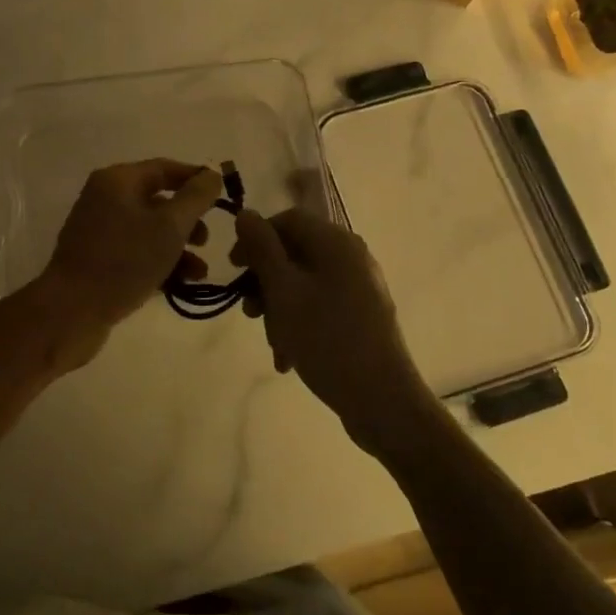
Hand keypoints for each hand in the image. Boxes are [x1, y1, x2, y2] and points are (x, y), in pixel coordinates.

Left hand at [35, 159, 223, 368]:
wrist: (71, 311)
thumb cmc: (124, 260)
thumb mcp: (169, 226)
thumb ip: (196, 197)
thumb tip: (212, 176)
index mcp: (118, 180)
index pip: (164, 168)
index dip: (196, 179)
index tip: (223, 196)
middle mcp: (105, 198)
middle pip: (157, 200)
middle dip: (188, 220)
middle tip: (207, 240)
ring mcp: (99, 230)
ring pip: (149, 230)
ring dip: (178, 247)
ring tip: (199, 272)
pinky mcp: (97, 259)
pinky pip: (136, 252)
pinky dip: (159, 262)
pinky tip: (180, 284)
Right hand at [232, 208, 442, 455]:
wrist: (383, 400)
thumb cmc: (327, 339)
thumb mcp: (283, 291)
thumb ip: (262, 249)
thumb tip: (246, 214)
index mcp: (336, 242)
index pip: (287, 220)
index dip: (256, 238)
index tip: (233, 269)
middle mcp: (352, 256)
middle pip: (295, 253)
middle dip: (266, 282)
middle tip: (249, 312)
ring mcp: (360, 287)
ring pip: (304, 284)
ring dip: (280, 309)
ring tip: (272, 343)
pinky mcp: (363, 315)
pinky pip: (321, 306)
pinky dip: (300, 323)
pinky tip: (288, 357)